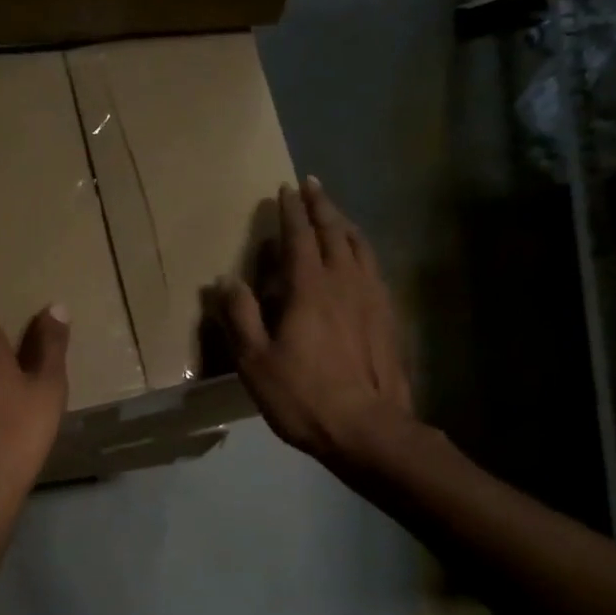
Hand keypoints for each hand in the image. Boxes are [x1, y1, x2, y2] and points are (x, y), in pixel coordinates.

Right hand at [214, 178, 413, 468]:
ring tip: (336, 215)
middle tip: (312, 186)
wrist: (367, 428)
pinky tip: (361, 260)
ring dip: (345, 225)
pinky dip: (363, 252)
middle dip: (321, 206)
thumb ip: (240, 316)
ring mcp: (372, 298)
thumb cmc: (303, 396)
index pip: (300, 237)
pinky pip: (374, 269)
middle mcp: (345, 282)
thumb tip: (226, 280)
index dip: (291, 212)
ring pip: (360, 247)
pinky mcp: (388, 317)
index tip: (285, 189)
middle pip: (335, 232)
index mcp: (310, 288)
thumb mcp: (255, 361)